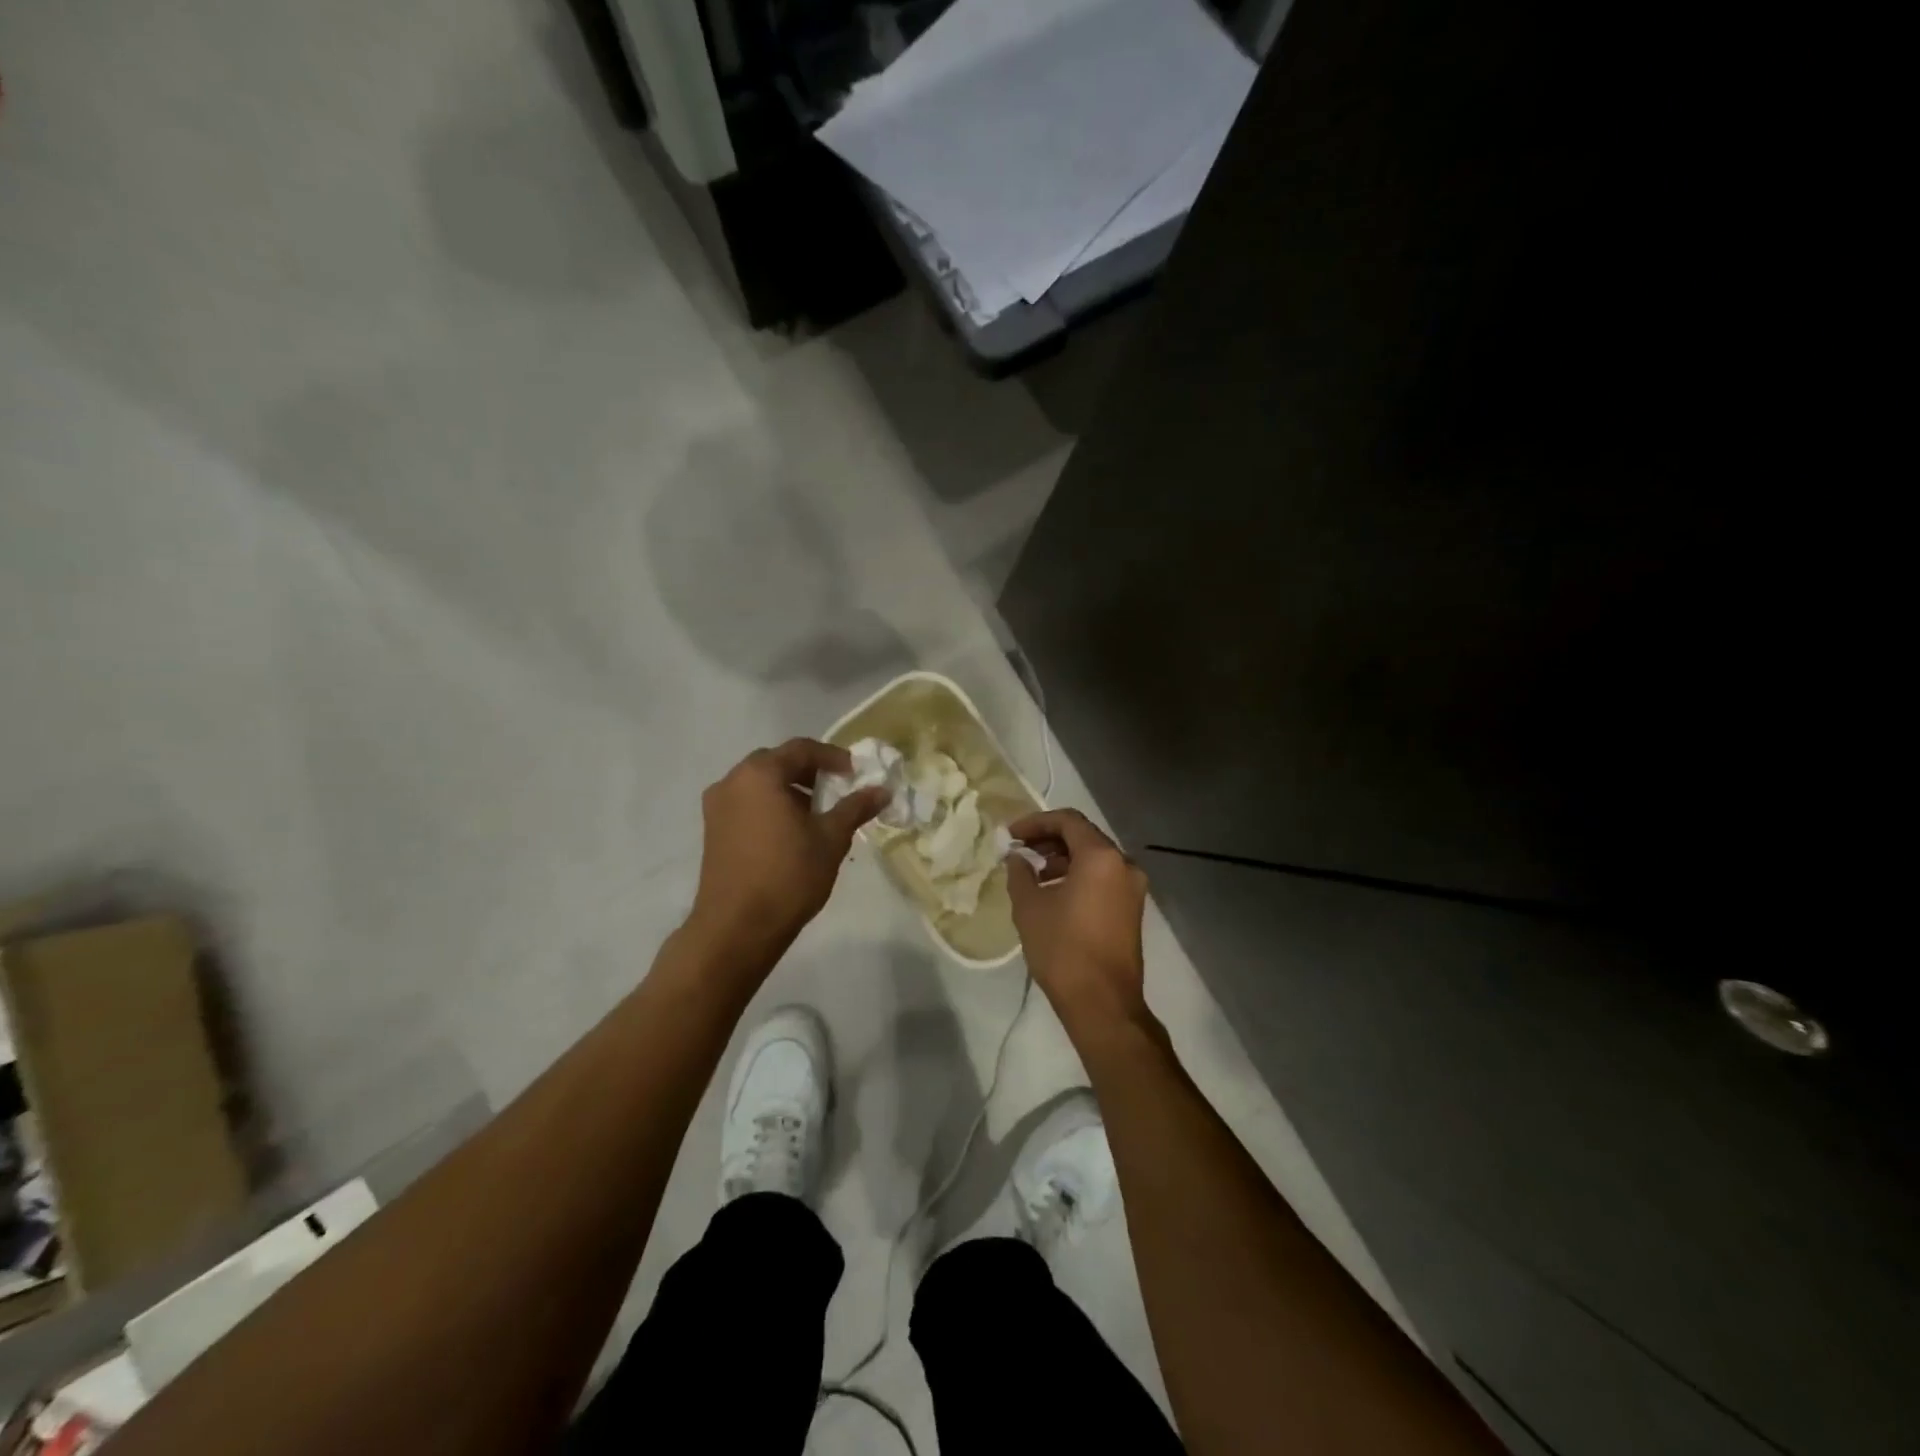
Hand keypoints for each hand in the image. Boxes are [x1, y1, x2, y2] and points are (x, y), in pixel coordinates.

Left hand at [689, 739, 888, 965]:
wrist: (737, 927)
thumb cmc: (788, 875)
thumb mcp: (831, 838)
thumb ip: (855, 807)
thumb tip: (882, 790)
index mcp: (760, 774)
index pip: (801, 749)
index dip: (833, 757)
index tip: (855, 774)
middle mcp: (732, 781)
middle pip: (776, 762)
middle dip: (809, 772)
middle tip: (836, 790)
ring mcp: (717, 807)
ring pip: (759, 784)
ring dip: (789, 790)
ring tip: (817, 814)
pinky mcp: (712, 831)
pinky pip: (747, 804)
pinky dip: (770, 806)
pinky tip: (791, 833)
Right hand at [1006, 809, 1151, 1036]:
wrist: (1102, 1003)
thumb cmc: (1062, 949)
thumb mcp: (1029, 907)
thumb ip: (1020, 873)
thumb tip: (1017, 858)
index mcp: (1101, 857)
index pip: (1067, 821)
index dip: (1036, 822)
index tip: (1011, 834)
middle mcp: (1124, 864)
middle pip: (1084, 836)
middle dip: (1050, 839)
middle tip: (1020, 849)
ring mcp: (1133, 887)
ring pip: (1095, 858)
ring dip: (1064, 858)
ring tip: (1034, 873)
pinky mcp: (1132, 908)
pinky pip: (1104, 877)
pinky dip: (1080, 875)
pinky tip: (1055, 892)